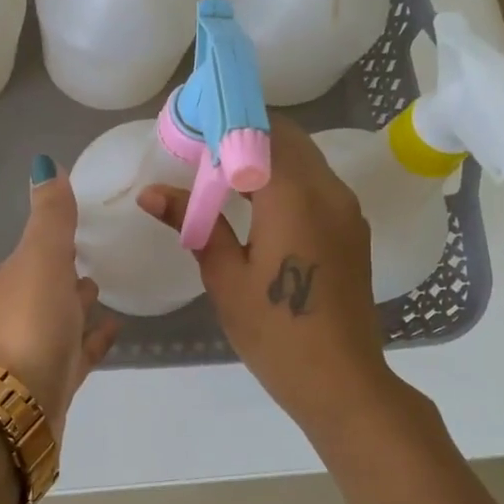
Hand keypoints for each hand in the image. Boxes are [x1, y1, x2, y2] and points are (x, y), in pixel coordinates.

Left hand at [0, 155, 120, 445]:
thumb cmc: (28, 324)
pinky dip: (93, 339)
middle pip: (46, 283)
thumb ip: (50, 216)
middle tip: (96, 256)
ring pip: (60, 318)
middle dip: (65, 269)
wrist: (12, 408)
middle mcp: (17, 312)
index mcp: (12, 280)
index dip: (55, 237)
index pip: (35, 250)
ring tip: (104, 288)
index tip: (80, 224)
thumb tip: (44, 163)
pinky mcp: (53, 382)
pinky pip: (78, 352)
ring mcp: (34, 350)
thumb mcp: (41, 259)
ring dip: (77, 303)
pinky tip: (114, 330)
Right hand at [139, 116, 394, 435]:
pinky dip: (284, 178)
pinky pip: (316, 184)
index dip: (223, 122)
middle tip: (200, 153)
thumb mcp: (225, 277)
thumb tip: (151, 192)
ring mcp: (346, 209)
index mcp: (294, 197)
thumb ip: (194, 223)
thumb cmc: (275, 332)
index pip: (259, 132)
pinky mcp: (352, 229)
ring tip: (220, 177)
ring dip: (264, 156)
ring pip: (303, 159)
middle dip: (242, 134)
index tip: (189, 130)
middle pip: (286, 137)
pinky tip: (254, 204)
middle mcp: (328, 191)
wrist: (341, 380)